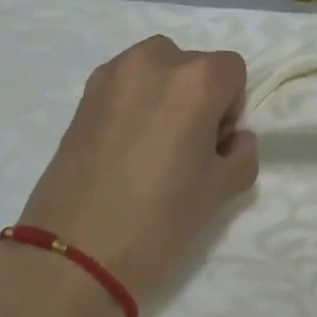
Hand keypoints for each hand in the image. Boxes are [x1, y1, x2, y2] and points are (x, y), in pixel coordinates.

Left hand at [17, 36, 259, 301]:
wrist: (75, 254)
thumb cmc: (160, 219)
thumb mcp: (221, 189)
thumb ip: (241, 153)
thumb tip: (232, 139)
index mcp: (196, 79)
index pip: (232, 69)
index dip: (231, 105)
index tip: (216, 143)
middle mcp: (155, 61)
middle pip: (193, 63)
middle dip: (198, 96)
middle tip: (187, 145)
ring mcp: (113, 74)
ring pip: (156, 67)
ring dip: (164, 93)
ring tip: (153, 143)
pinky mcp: (84, 95)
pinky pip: (124, 83)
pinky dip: (134, 102)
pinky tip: (125, 147)